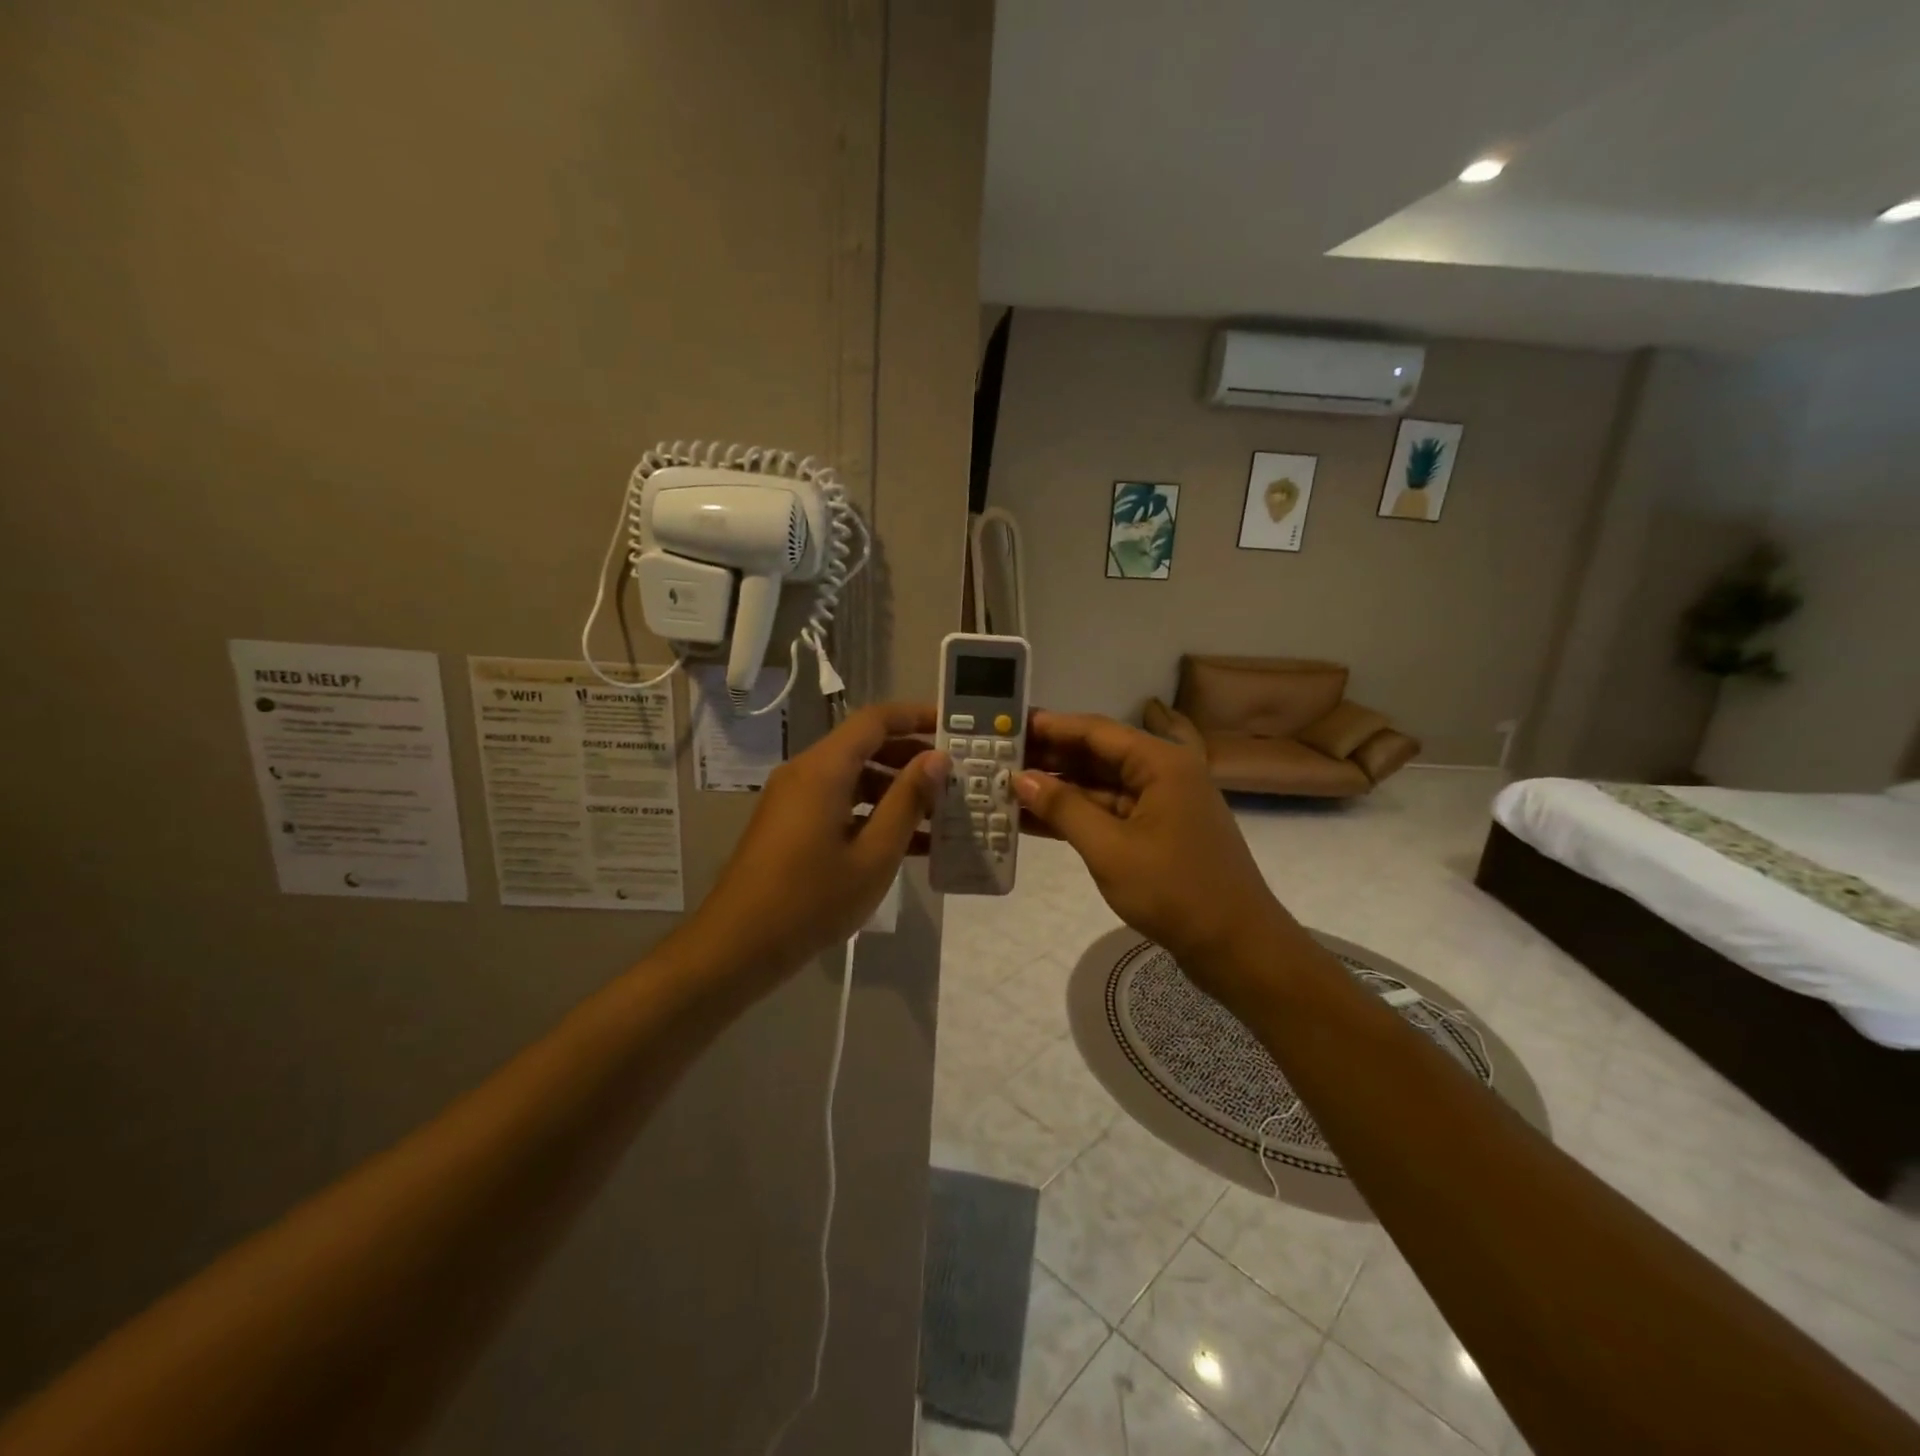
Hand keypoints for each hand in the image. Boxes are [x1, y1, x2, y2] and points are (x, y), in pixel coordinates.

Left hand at [690, 702, 945, 978]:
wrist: (738, 945)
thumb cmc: (811, 899)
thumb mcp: (873, 854)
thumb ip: (908, 801)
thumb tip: (937, 758)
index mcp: (824, 769)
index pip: (875, 720)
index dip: (915, 717)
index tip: (953, 727)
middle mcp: (806, 773)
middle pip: (864, 747)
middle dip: (911, 758)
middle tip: (954, 776)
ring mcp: (794, 800)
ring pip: (854, 779)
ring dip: (895, 791)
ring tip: (940, 814)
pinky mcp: (790, 825)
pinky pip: (838, 804)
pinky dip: (872, 814)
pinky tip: (907, 843)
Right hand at [1015, 711, 1293, 987]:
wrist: (1237, 947)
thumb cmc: (1174, 890)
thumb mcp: (1110, 848)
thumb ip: (1063, 808)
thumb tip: (1021, 778)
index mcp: (1161, 763)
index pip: (1096, 731)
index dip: (1051, 727)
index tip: (1009, 725)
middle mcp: (1163, 774)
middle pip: (1098, 756)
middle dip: (1050, 758)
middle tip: (1000, 758)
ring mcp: (1162, 805)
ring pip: (1101, 787)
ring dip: (1059, 790)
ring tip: (1007, 789)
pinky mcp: (1158, 834)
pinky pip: (1110, 814)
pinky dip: (1077, 816)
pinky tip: (1035, 821)